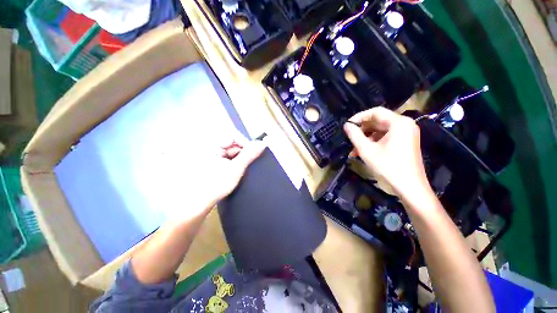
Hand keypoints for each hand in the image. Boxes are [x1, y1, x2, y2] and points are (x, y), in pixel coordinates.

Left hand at [210, 135, 265, 201]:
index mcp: (212, 144)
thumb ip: (249, 154)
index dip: (245, 143)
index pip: (233, 135)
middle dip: (241, 152)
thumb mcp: (236, 168)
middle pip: (231, 142)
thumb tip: (262, 143)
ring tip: (238, 169)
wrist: (199, 203)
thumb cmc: (216, 184)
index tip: (252, 153)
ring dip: (238, 157)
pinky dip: (233, 161)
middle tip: (244, 164)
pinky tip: (233, 170)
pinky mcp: (212, 160)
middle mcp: (210, 146)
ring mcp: (210, 154)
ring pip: (230, 150)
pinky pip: (226, 156)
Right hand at [343, 107, 430, 200]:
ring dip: (366, 138)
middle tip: (349, 137)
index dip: (359, 117)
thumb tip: (346, 125)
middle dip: (362, 129)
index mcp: (398, 123)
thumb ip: (355, 135)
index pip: (375, 112)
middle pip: (379, 121)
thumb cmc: (388, 166)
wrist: (410, 187)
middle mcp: (405, 124)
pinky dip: (374, 142)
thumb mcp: (366, 150)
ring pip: (381, 130)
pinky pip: (386, 137)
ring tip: (354, 148)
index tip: (347, 125)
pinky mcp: (405, 142)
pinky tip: (363, 151)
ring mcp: (406, 134)